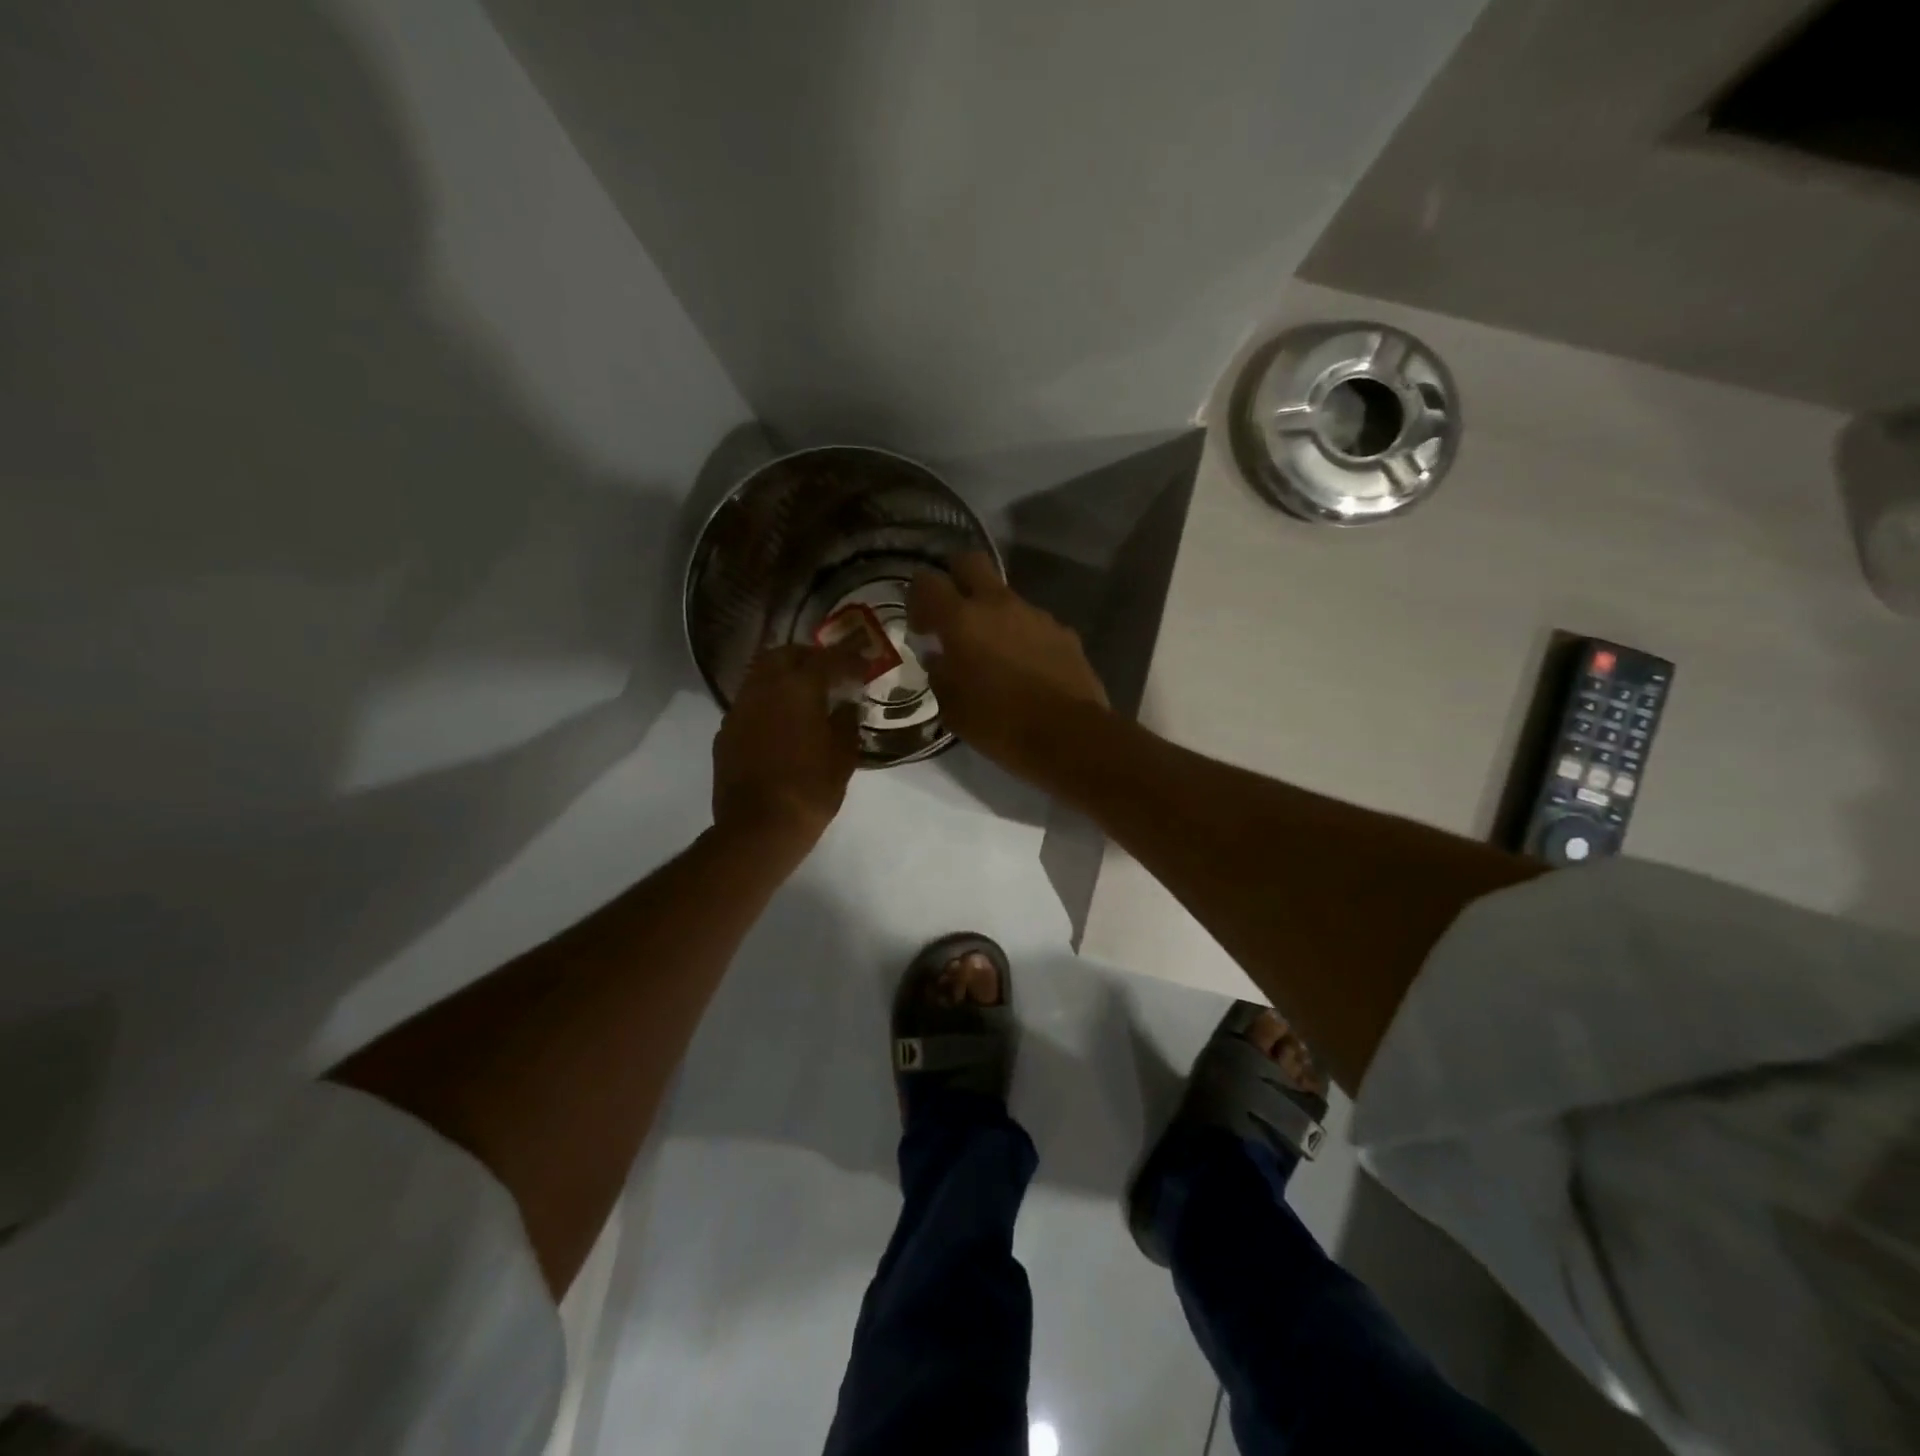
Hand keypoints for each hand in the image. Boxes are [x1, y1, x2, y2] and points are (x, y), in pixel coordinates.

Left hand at [712, 643, 862, 850]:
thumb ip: (846, 723)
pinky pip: (749, 703)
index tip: (862, 665)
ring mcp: (739, 708)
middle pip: (784, 655)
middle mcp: (764, 688)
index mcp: (799, 688)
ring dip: (783, 677)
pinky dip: (767, 702)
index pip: (827, 659)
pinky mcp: (726, 731)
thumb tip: (845, 707)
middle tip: (828, 672)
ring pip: (760, 675)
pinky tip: (780, 723)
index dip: (848, 659)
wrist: (758, 828)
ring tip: (803, 695)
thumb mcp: (843, 758)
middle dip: (808, 657)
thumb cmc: (810, 790)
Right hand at [907, 552, 1108, 776]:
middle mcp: (999, 605)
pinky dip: (1023, 638)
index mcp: (962, 620)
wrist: (1070, 736)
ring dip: (993, 616)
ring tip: (994, 655)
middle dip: (956, 578)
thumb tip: (938, 658)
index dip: (918, 598)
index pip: (927, 582)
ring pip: (1006, 597)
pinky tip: (1026, 670)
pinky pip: (1034, 624)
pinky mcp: (1064, 633)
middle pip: (971, 562)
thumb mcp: (953, 708)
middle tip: (952, 614)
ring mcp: (1036, 615)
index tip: (921, 628)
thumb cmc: (1000, 724)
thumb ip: (940, 675)